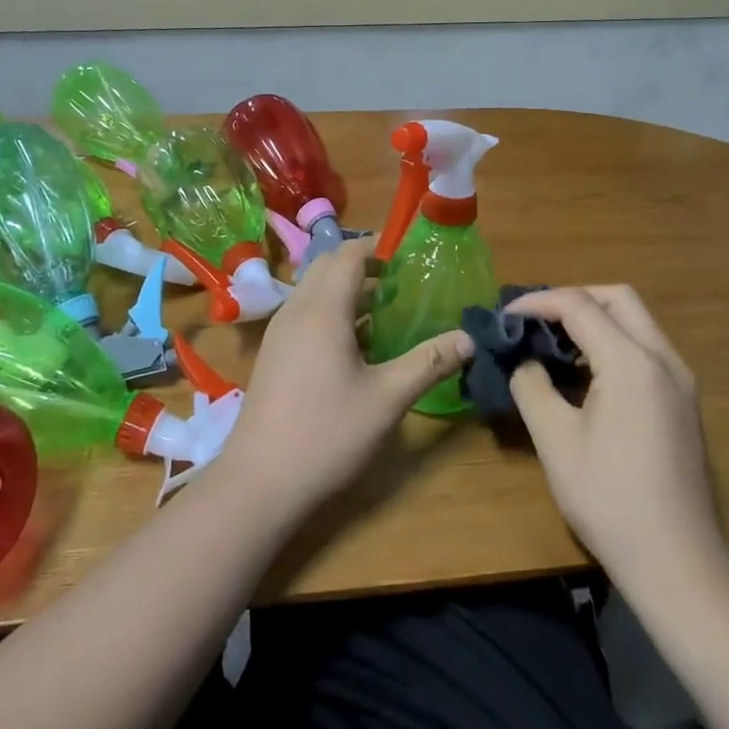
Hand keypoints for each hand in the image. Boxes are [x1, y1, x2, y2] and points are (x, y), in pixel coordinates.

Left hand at [214, 240, 472, 520]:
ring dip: (346, 288)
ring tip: (385, 308)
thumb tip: (469, 337)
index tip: (411, 255)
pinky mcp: (273, 354)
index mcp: (323, 310)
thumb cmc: (327, 433)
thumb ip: (429, 362)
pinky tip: (355, 344)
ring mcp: (279, 332)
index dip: (379, 247)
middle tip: (402, 281)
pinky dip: (330, 311)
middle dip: (364, 264)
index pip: (349, 255)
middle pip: (328, 266)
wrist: (260, 481)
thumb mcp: (388, 399)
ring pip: (313, 290)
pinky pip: (304, 313)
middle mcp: (296, 310)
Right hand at [506, 286, 728, 582]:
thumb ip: (531, 386)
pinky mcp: (684, 400)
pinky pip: (646, 348)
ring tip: (552, 341)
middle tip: (533, 320)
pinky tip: (585, 371)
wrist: (676, 560)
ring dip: (594, 318)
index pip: (579, 305)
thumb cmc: (608, 499)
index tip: (504, 316)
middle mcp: (663, 359)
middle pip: (618, 298)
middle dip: (572, 298)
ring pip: (636, 320)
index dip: (536, 303)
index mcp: (631, 363)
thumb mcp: (555, 440)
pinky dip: (613, 341)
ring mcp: (681, 379)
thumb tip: (522, 359)